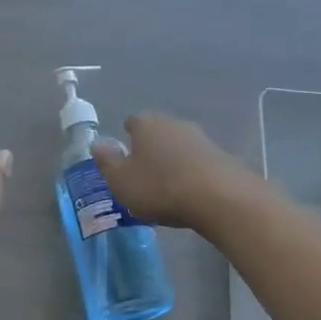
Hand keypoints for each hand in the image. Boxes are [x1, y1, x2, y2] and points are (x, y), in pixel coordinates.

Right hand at [92, 112, 259, 231]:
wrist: (219, 197)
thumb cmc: (160, 187)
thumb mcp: (121, 180)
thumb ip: (107, 161)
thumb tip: (98, 143)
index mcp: (147, 124)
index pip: (132, 122)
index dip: (127, 137)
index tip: (125, 156)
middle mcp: (174, 123)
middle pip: (158, 132)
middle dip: (150, 148)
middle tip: (143, 173)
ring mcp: (201, 138)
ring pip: (179, 146)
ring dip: (173, 160)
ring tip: (167, 186)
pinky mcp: (222, 156)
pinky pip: (198, 162)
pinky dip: (191, 172)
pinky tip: (190, 192)